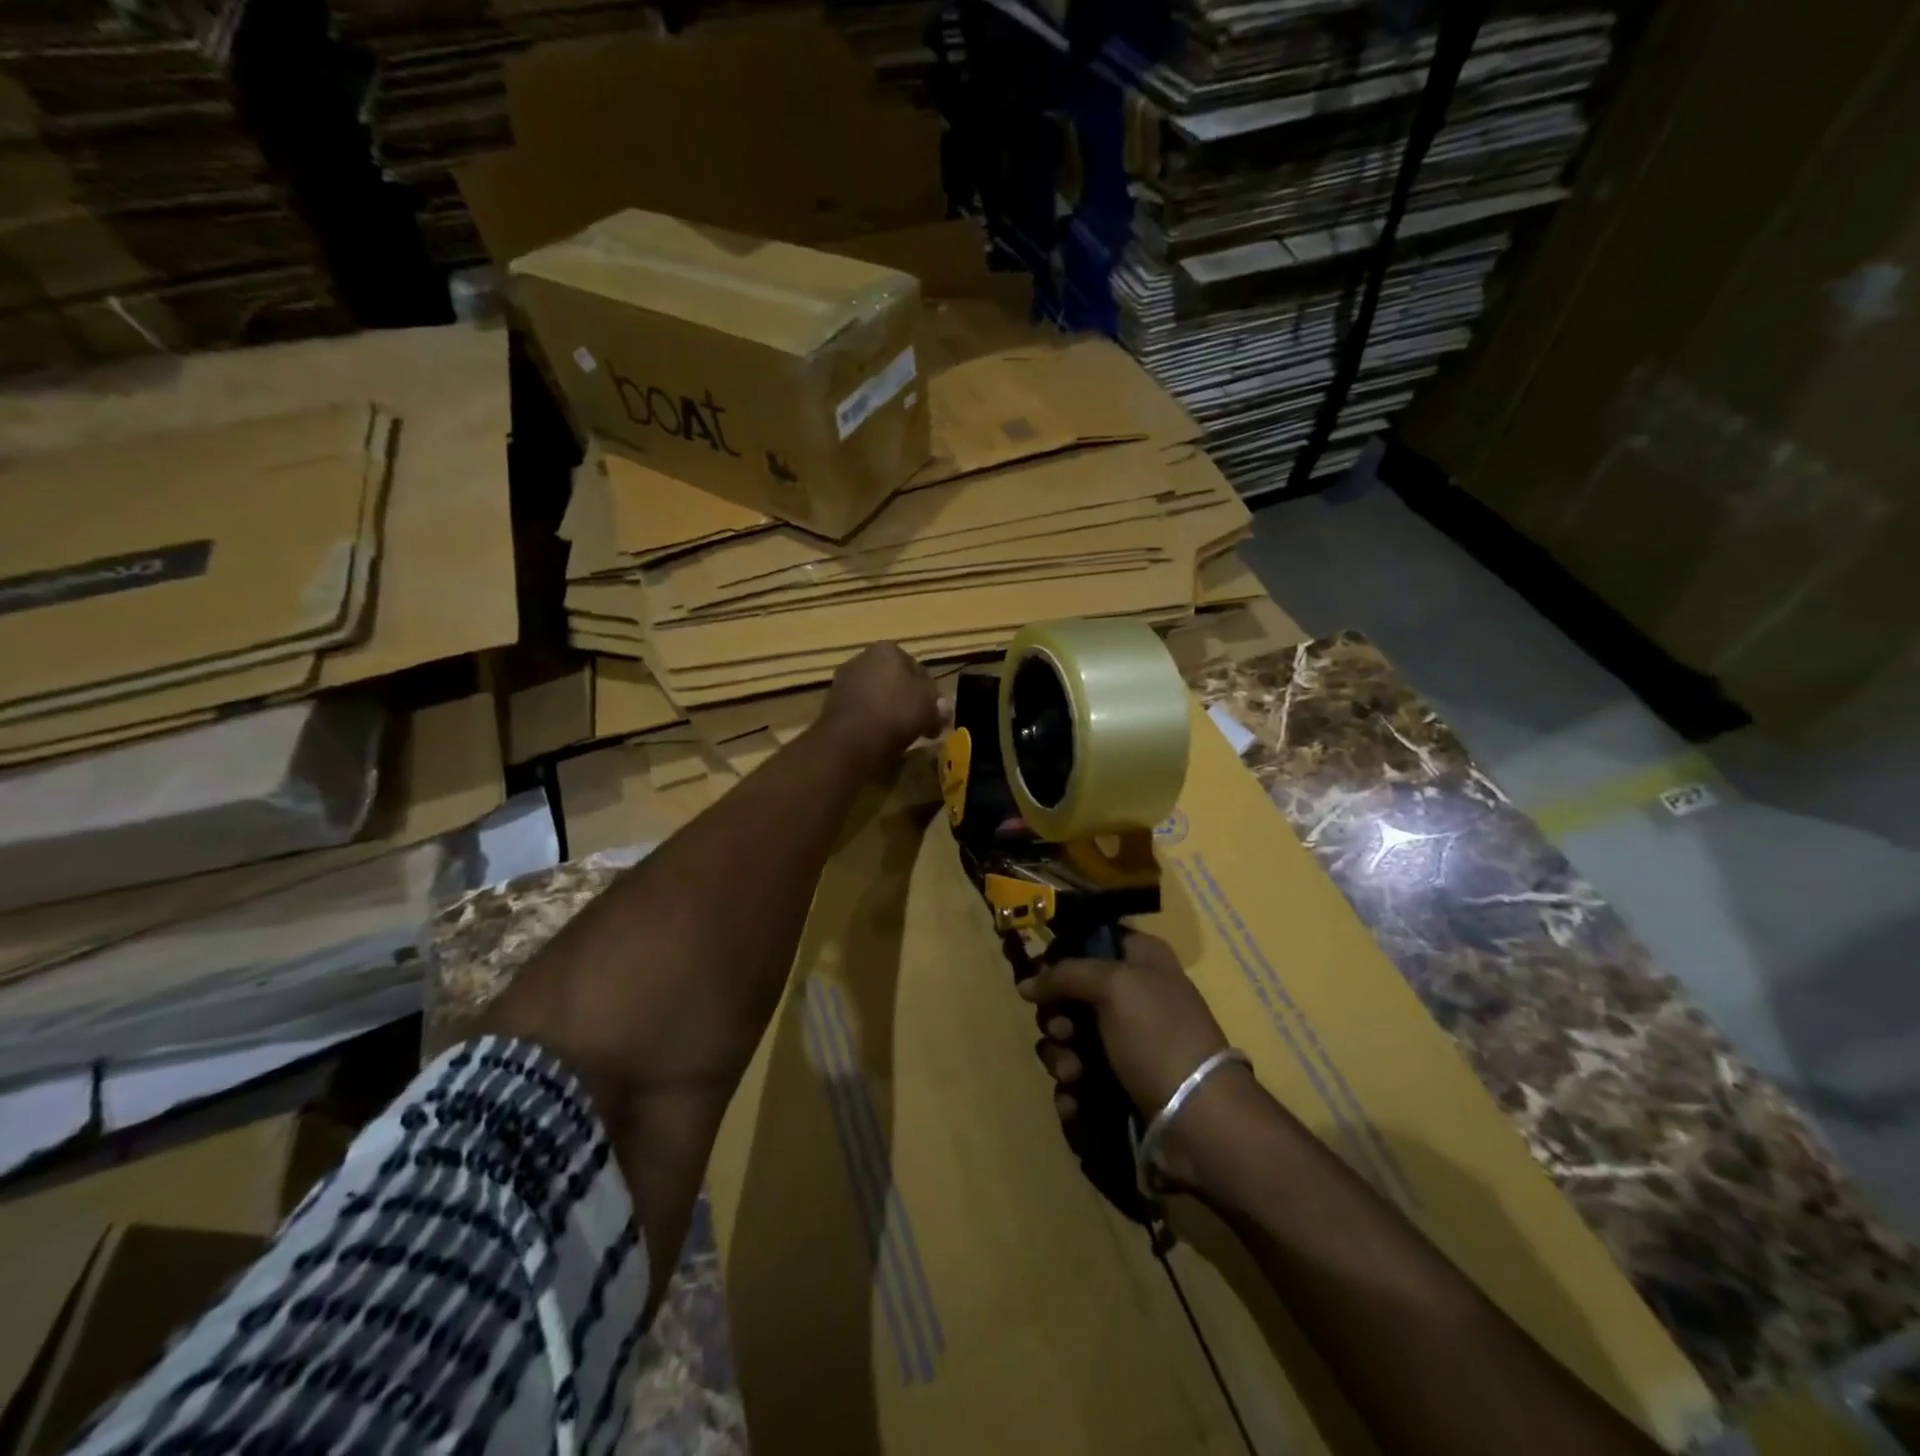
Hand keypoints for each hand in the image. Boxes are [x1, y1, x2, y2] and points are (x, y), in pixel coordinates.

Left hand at [818, 642, 945, 772]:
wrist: (851, 739)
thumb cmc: (897, 713)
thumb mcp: (930, 708)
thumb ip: (939, 706)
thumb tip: (942, 710)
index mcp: (887, 649)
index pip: (917, 667)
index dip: (930, 692)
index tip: (935, 713)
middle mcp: (862, 657)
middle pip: (894, 680)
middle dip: (907, 699)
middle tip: (920, 723)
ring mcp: (843, 680)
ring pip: (876, 695)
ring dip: (888, 710)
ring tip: (901, 734)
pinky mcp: (831, 704)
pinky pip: (861, 710)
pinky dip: (871, 720)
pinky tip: (880, 737)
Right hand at [1020, 931, 1251, 1185]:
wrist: (1198, 1120)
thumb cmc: (1159, 1036)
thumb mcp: (1114, 985)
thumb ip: (1065, 974)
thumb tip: (1026, 985)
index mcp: (1142, 961)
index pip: (1092, 941)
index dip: (1062, 956)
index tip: (1042, 977)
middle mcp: (1133, 996)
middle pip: (1071, 995)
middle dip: (1057, 1017)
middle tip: (1063, 1033)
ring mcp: (1125, 1044)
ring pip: (1069, 1040)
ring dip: (1060, 1057)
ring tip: (1072, 1075)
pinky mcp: (1118, 1086)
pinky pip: (1077, 1080)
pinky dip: (1071, 1091)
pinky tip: (1075, 1101)